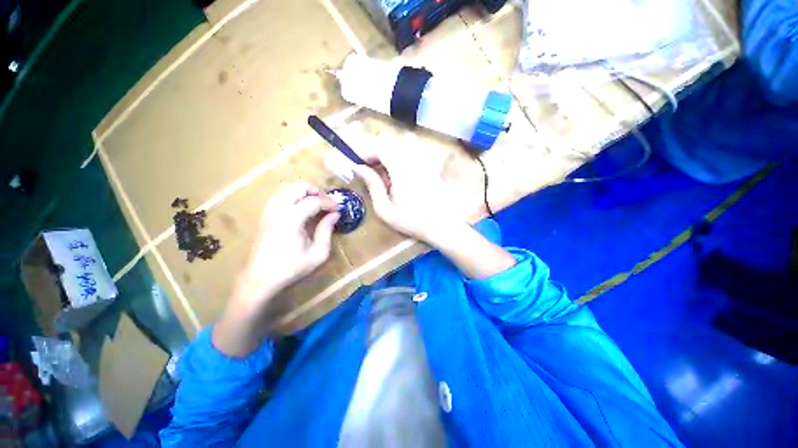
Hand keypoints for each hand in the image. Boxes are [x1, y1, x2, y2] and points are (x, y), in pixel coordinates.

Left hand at [236, 182, 339, 303]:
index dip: (329, 202)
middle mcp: (278, 210)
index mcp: (291, 221)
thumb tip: (334, 214)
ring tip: (315, 203)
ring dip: (304, 191)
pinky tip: (300, 206)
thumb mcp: (318, 254)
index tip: (338, 209)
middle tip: (326, 202)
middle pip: (298, 187)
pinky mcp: (264, 214)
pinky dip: (293, 194)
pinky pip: (279, 195)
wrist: (260, 278)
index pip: (313, 201)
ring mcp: (268, 211)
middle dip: (316, 191)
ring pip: (286, 187)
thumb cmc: (291, 268)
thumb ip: (327, 231)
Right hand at [353, 153, 463, 244]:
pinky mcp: (432, 169)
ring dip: (392, 157)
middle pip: (393, 147)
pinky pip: (416, 156)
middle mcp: (414, 162)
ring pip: (405, 148)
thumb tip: (358, 168)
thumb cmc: (410, 221)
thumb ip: (372, 186)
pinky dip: (405, 162)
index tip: (360, 163)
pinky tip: (404, 179)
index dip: (368, 153)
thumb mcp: (385, 209)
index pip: (382, 149)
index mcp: (401, 171)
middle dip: (379, 156)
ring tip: (388, 176)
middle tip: (372, 172)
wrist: (440, 227)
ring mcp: (425, 165)